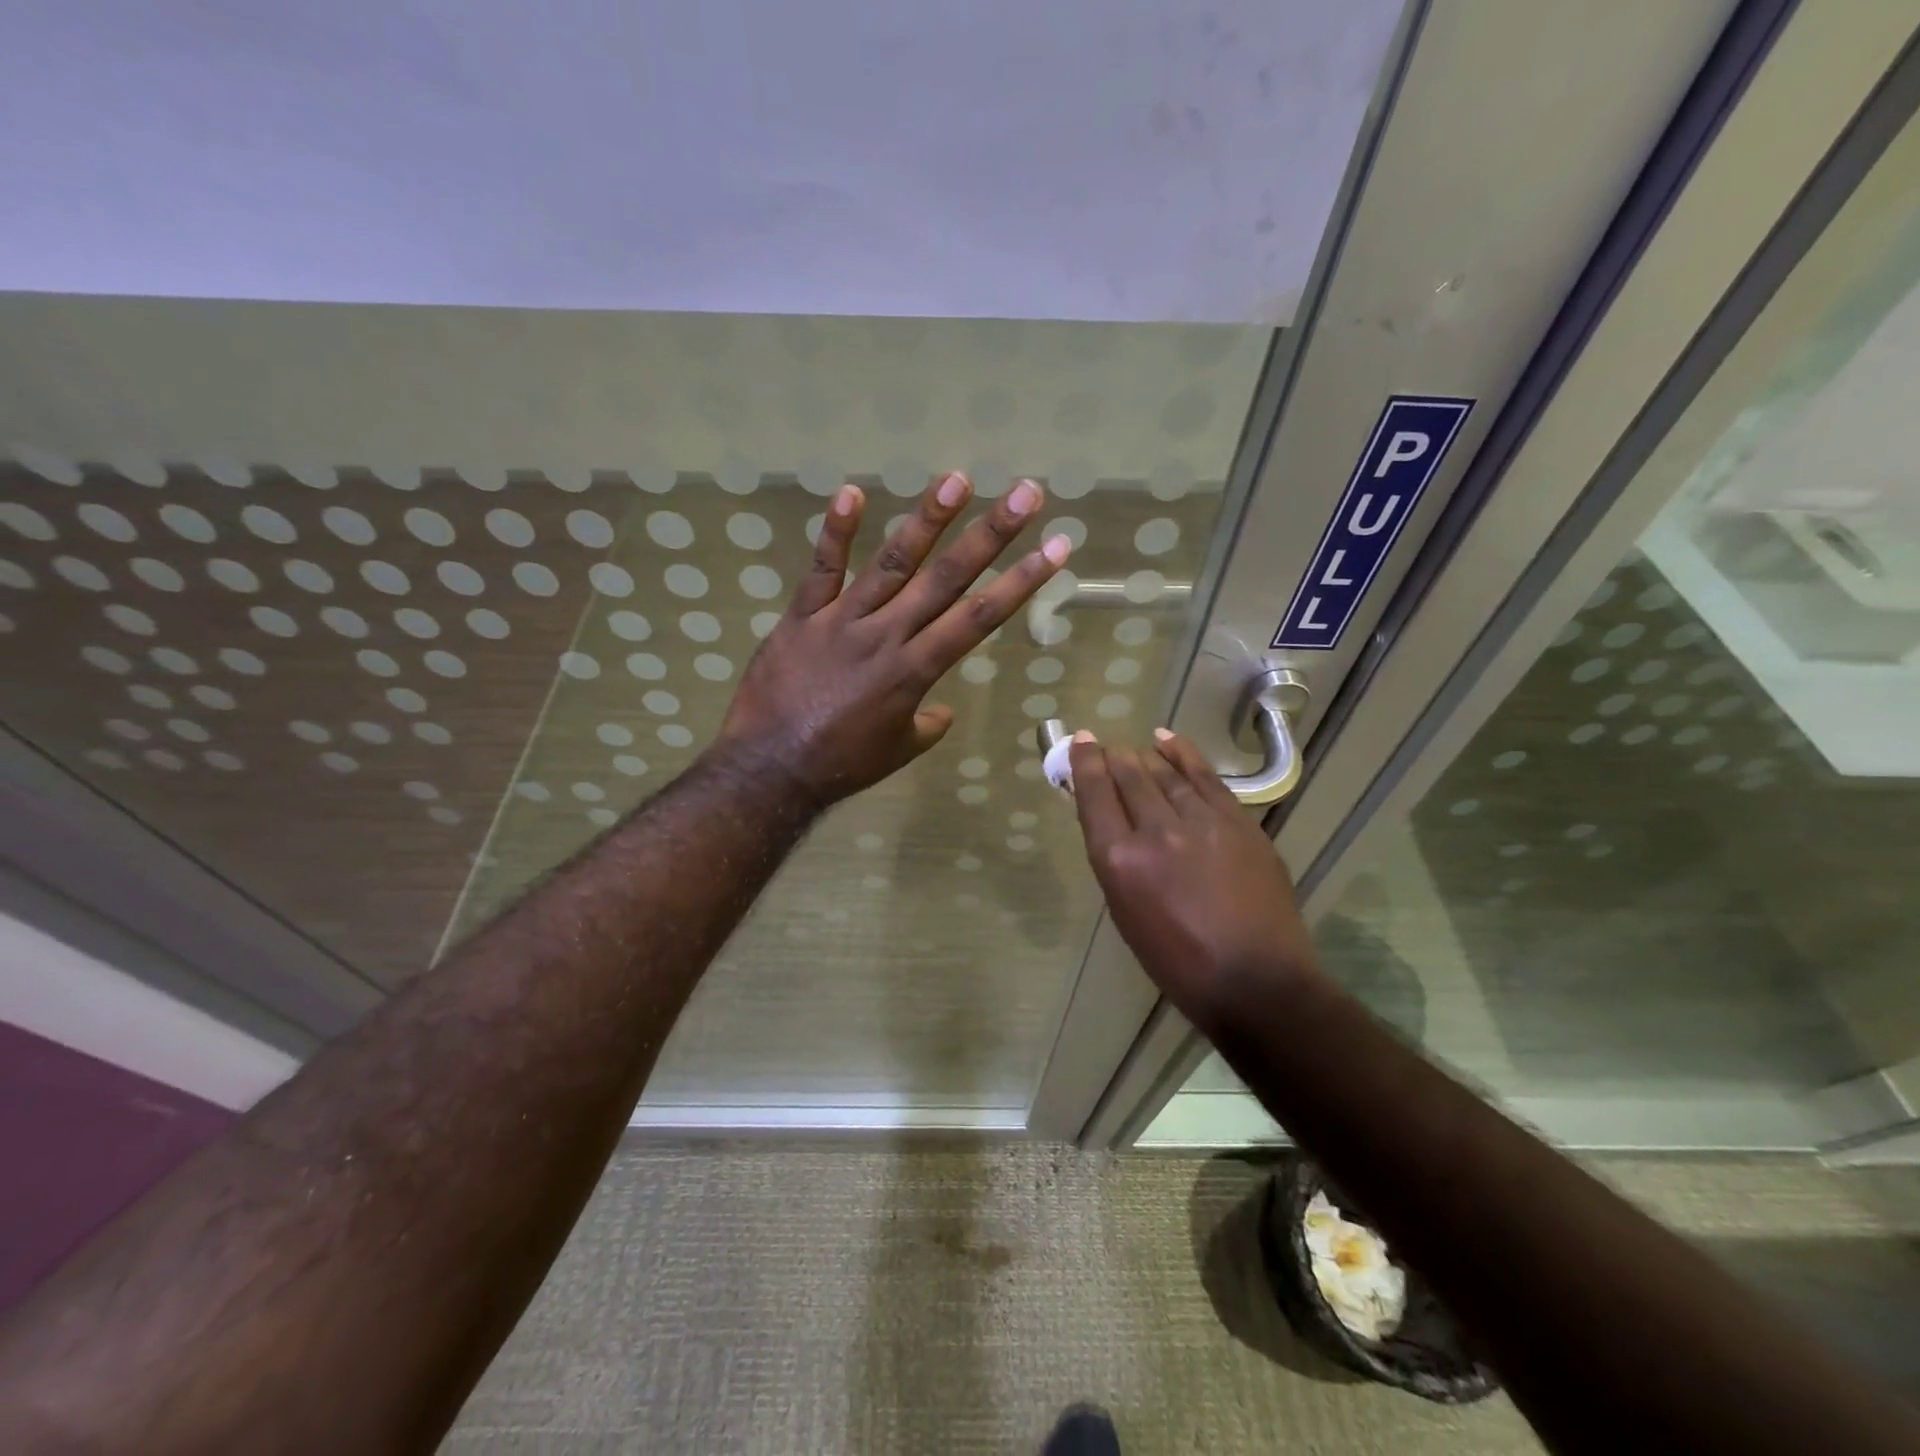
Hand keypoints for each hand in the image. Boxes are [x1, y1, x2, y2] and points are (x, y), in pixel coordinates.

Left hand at [714, 472, 1068, 806]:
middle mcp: (888, 635)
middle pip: (947, 578)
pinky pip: (821, 569)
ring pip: (892, 562)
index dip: (1020, 581)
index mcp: (916, 670)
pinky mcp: (802, 615)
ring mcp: (843, 620)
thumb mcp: (898, 751)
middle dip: (991, 534)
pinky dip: (835, 532)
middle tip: (1024, 493)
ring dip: (927, 519)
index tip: (1055, 548)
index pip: (979, 617)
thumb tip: (942, 712)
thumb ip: (926, 726)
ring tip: (956, 479)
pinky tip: (852, 492)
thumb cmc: (842, 764)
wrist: (770, 768)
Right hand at [1069, 729, 1319, 1034]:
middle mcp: (1156, 831)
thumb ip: (1115, 860)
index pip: (1094, 795)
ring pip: (1165, 772)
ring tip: (1134, 748)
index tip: (1081, 742)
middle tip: (1105, 748)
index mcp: (1120, 861)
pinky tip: (1167, 740)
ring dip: (1144, 756)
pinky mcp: (1237, 821)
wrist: (1256, 981)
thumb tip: (1108, 819)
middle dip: (1113, 757)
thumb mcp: (1126, 912)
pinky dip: (1183, 753)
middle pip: (1129, 776)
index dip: (1085, 763)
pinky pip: (1203, 776)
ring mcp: (1202, 821)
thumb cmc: (1178, 961)